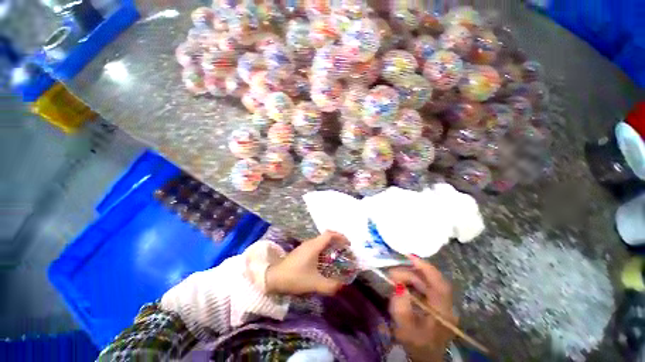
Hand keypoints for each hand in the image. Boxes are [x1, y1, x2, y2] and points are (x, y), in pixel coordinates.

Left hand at [265, 231, 349, 295]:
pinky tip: (324, 260)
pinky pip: (316, 246)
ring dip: (330, 245)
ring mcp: (304, 246)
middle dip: (337, 240)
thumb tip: (342, 286)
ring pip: (321, 241)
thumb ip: (330, 286)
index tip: (348, 244)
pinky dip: (324, 249)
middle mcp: (310, 243)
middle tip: (345, 250)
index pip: (330, 234)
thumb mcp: (314, 284)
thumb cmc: (295, 277)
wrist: (274, 278)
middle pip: (326, 236)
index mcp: (314, 246)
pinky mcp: (301, 251)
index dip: (340, 237)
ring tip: (337, 255)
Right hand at [388, 256, 456, 361]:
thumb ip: (400, 307)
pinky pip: (424, 288)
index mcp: (442, 312)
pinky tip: (401, 287)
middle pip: (429, 281)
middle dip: (409, 273)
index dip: (425, 266)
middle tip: (391, 275)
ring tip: (393, 280)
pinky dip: (412, 284)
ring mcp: (442, 305)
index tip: (409, 255)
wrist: (426, 359)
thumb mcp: (405, 329)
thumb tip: (398, 286)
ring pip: (426, 283)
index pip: (438, 283)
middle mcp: (446, 305)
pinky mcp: (436, 305)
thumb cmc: (416, 346)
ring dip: (409, 278)